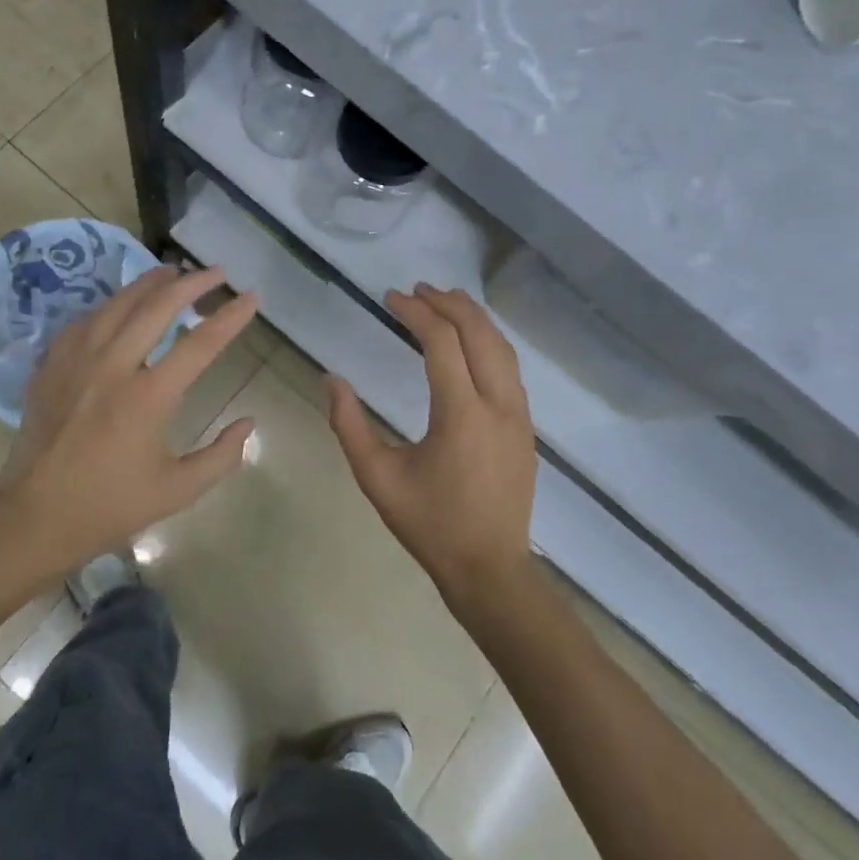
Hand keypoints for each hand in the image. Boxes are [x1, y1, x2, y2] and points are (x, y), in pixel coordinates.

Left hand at [0, 265, 258, 575]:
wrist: (34, 519)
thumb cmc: (110, 506)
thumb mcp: (178, 491)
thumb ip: (221, 456)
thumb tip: (248, 422)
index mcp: (149, 397)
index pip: (201, 343)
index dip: (231, 316)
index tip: (251, 297)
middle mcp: (113, 366)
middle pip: (157, 307)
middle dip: (192, 283)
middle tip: (216, 272)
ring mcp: (77, 361)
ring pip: (117, 304)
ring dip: (149, 283)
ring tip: (171, 271)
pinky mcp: (51, 366)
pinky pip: (85, 321)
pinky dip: (110, 306)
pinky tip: (120, 305)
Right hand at [327, 283, 537, 607]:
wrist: (489, 568)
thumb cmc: (429, 524)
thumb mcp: (377, 478)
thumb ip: (350, 426)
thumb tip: (332, 381)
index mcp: (461, 414)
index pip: (442, 342)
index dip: (415, 313)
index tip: (390, 298)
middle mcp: (498, 404)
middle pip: (479, 333)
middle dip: (448, 304)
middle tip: (418, 290)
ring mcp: (519, 414)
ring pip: (502, 347)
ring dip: (473, 318)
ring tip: (445, 300)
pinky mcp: (526, 426)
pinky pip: (510, 368)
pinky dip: (489, 341)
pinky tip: (471, 341)